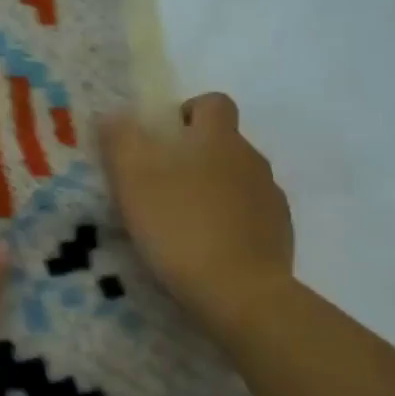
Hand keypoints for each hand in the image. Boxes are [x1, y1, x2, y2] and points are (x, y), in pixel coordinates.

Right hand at [100, 93, 293, 332]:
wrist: (239, 292)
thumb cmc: (179, 225)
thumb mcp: (132, 179)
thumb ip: (120, 139)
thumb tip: (114, 114)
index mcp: (218, 138)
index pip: (213, 103)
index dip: (189, 112)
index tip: (164, 138)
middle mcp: (251, 160)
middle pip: (224, 143)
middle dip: (195, 157)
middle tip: (160, 187)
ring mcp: (270, 199)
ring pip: (237, 181)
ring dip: (213, 191)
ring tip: (182, 223)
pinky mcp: (280, 235)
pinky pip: (250, 216)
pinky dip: (229, 223)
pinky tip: (206, 250)